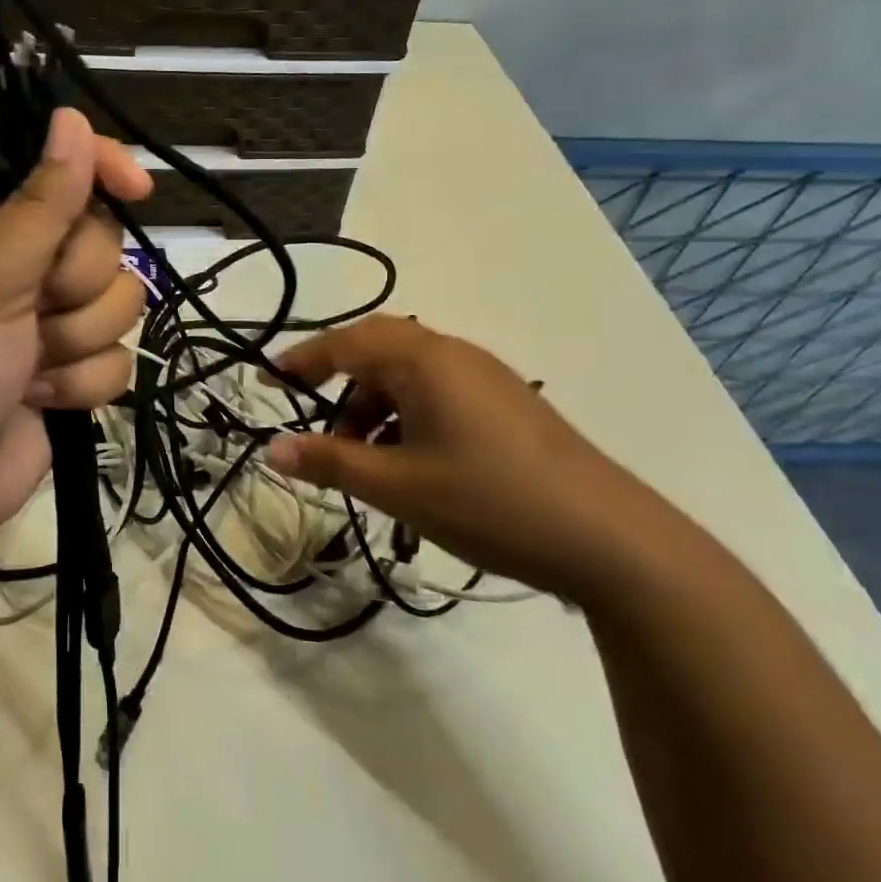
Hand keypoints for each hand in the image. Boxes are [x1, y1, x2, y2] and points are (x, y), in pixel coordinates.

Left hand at [0, 108, 151, 550]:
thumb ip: (41, 204)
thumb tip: (69, 118)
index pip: (59, 171)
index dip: (100, 169)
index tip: (136, 187)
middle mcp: (26, 268)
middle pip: (104, 242)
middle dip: (77, 283)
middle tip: (33, 310)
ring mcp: (52, 324)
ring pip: (120, 302)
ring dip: (78, 341)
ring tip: (29, 367)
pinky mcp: (73, 375)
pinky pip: (120, 360)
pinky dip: (82, 384)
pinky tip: (42, 400)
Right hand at [264, 315, 683, 602]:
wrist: (611, 539)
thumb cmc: (489, 501)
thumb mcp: (398, 486)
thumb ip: (330, 463)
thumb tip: (271, 448)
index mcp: (424, 360)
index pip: (347, 342)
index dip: (303, 360)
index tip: (269, 381)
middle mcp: (455, 354)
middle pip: (379, 351)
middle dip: (341, 385)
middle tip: (317, 426)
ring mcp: (487, 378)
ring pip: (410, 376)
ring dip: (376, 409)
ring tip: (366, 463)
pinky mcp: (508, 405)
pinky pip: (439, 394)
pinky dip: (408, 418)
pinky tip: (412, 465)